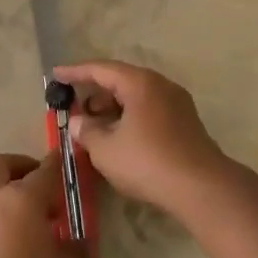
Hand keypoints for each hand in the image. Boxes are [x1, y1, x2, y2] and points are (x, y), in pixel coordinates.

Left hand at [0, 153, 86, 257]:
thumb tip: (77, 243)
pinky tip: (18, 243)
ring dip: (9, 193)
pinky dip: (0, 217)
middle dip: (21, 167)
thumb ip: (76, 249)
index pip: (46, 169)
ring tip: (34, 222)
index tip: (70, 159)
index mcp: (23, 197)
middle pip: (1, 164)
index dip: (60, 163)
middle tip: (42, 187)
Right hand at [53, 61, 230, 215]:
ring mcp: (177, 104)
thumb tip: (78, 122)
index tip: (56, 74)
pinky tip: (118, 138)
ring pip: (136, 98)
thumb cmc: (148, 162)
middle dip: (94, 93)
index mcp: (140, 83)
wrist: (201, 188)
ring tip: (92, 127)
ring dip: (112, 109)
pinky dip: (129, 118)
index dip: (75, 72)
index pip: (101, 69)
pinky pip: (149, 112)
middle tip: (73, 108)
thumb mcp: (106, 149)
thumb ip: (86, 131)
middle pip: (121, 81)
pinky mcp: (185, 124)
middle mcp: (161, 86)